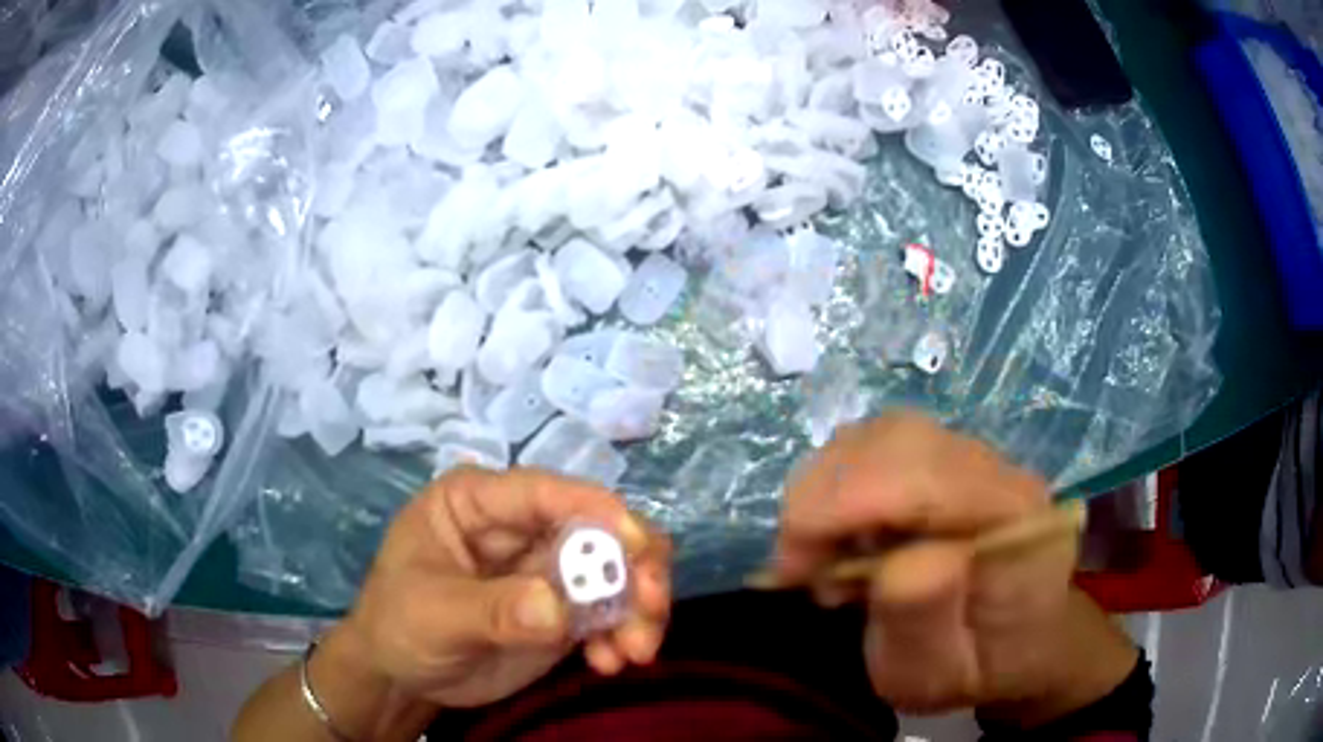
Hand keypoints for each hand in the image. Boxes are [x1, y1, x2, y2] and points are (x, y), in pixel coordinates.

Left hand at [321, 466, 671, 712]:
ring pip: (615, 570)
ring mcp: (546, 570)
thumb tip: (557, 607)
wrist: (403, 677)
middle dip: (634, 565)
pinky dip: (622, 633)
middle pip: (596, 528)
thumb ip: (493, 610)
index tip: (639, 545)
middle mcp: (520, 527)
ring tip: (636, 652)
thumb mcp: (434, 614)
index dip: (597, 509)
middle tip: (651, 607)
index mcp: (478, 502)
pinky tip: (610, 663)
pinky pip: (610, 612)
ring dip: (637, 607)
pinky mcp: (563, 610)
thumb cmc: (400, 625)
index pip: (544, 492)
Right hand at [773, 412, 1135, 722]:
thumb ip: (925, 623)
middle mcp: (1000, 472)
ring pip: (882, 435)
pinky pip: (878, 447)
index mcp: (1017, 522)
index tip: (794, 568)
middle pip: (898, 438)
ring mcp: (975, 458)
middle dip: (826, 495)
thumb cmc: (979, 670)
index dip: (845, 504)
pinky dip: (837, 487)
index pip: (928, 476)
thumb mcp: (942, 674)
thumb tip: (898, 562)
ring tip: (822, 557)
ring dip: (827, 490)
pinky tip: (841, 536)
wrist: (1018, 646)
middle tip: (799, 568)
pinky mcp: (948, 460)